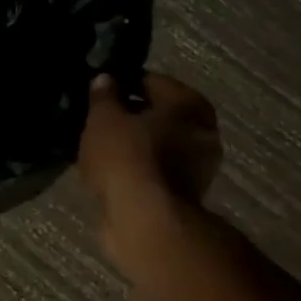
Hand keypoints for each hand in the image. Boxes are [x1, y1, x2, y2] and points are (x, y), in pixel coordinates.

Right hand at [78, 73, 221, 267]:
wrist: (145, 221)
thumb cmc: (127, 158)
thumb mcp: (103, 119)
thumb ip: (103, 96)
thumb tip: (105, 80)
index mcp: (189, 103)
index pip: (151, 82)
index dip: (122, 84)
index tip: (98, 93)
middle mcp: (203, 131)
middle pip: (158, 115)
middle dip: (130, 117)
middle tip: (97, 122)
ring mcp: (198, 167)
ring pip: (156, 146)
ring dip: (132, 146)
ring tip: (97, 149)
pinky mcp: (184, 196)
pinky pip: (154, 172)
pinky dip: (136, 171)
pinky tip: (109, 174)